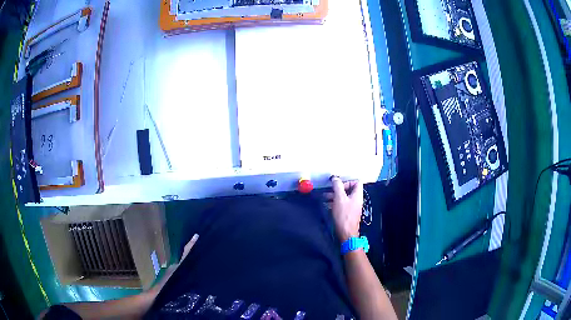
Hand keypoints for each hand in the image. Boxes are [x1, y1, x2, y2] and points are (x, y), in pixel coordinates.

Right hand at [326, 177, 363, 242]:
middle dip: (338, 189)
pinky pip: (341, 205)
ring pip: (343, 197)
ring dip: (334, 196)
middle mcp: (356, 200)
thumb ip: (337, 186)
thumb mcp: (339, 198)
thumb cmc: (344, 215)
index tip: (338, 184)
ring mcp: (352, 207)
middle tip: (329, 190)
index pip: (357, 182)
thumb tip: (335, 178)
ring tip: (325, 197)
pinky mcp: (347, 213)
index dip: (347, 181)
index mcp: (357, 195)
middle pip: (348, 189)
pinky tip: (327, 205)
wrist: (345, 233)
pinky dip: (334, 203)